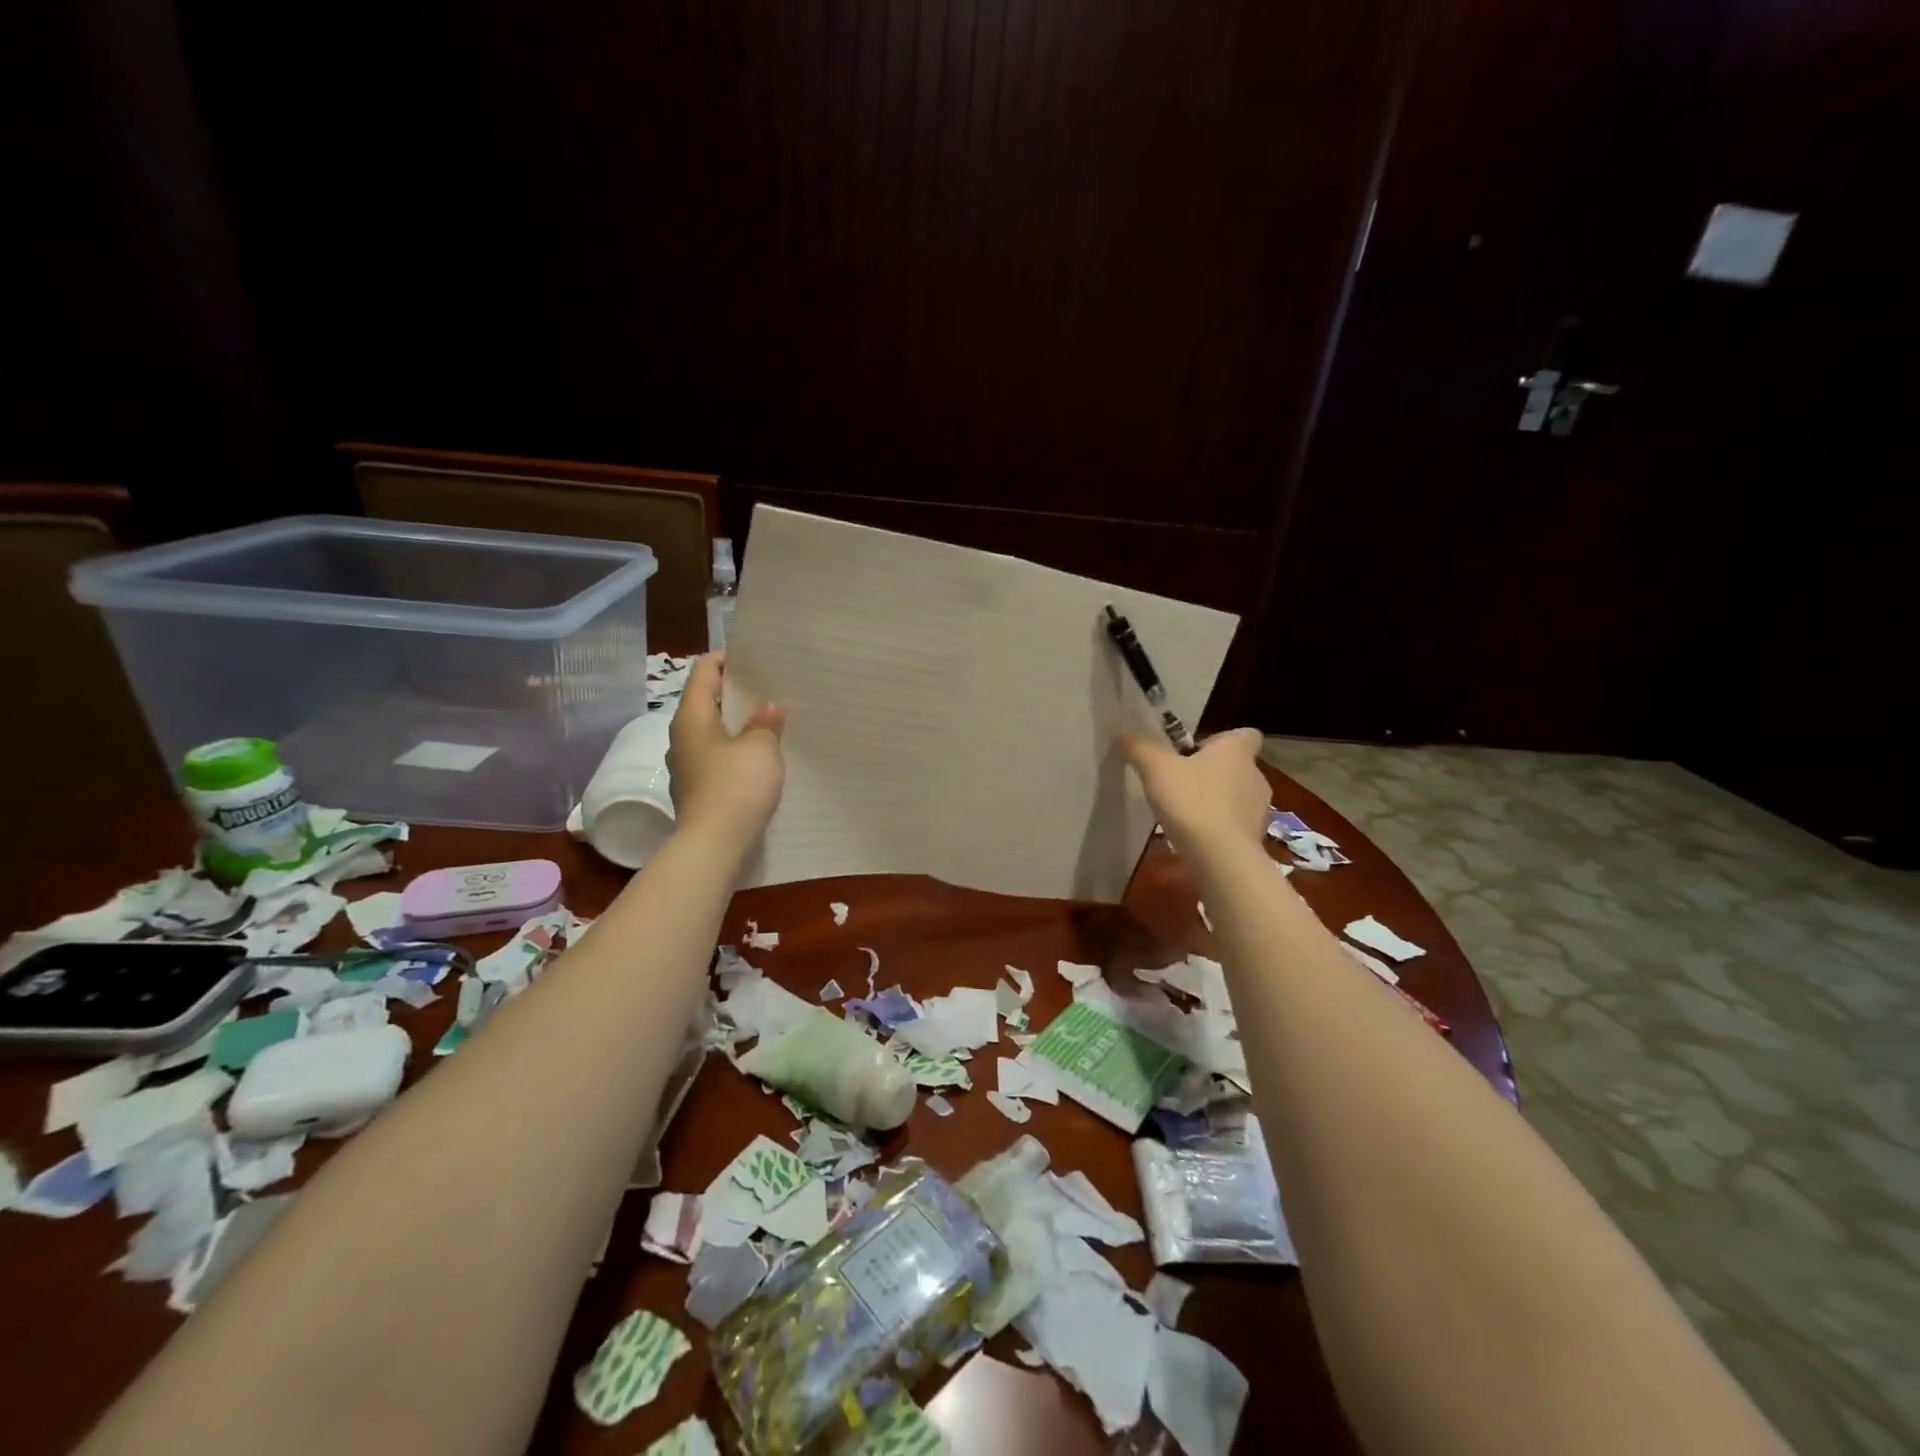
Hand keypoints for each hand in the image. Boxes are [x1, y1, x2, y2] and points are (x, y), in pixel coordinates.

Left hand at [667, 653, 786, 844]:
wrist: (714, 845)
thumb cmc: (736, 786)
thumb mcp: (761, 748)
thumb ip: (765, 723)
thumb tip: (769, 708)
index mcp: (691, 717)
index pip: (703, 672)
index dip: (725, 660)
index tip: (753, 658)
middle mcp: (681, 737)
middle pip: (706, 702)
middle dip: (735, 694)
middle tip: (768, 689)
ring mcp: (686, 766)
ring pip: (711, 733)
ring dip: (736, 726)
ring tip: (768, 723)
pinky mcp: (696, 790)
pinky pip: (715, 759)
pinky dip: (734, 752)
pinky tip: (758, 759)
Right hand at [1119, 728, 1268, 848]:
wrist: (1221, 857)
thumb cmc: (1192, 801)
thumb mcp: (1156, 769)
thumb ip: (1141, 748)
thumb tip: (1125, 736)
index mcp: (1236, 751)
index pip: (1246, 734)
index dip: (1222, 740)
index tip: (1197, 752)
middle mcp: (1255, 775)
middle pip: (1237, 766)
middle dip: (1212, 773)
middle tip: (1181, 783)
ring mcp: (1260, 809)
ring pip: (1237, 797)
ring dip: (1217, 801)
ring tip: (1186, 814)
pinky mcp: (1255, 838)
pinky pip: (1235, 825)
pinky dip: (1220, 828)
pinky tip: (1196, 838)